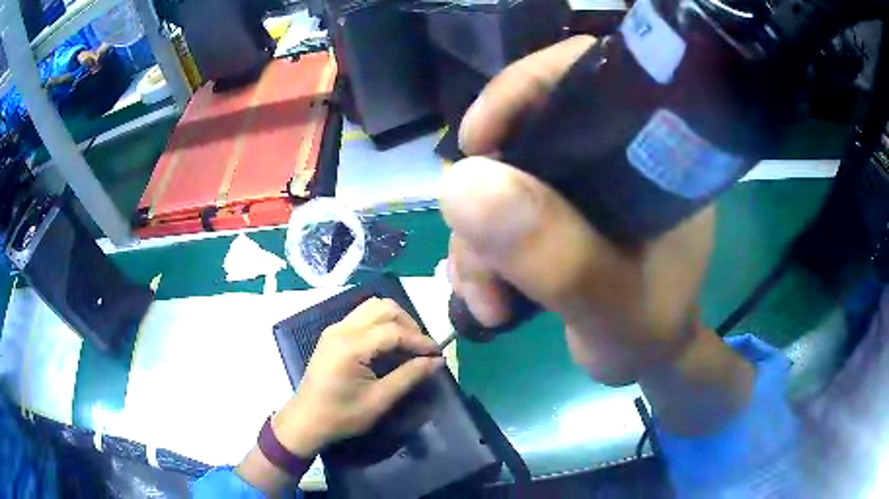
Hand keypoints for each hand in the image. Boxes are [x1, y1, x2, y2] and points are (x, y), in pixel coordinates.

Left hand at [272, 297, 443, 457]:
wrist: (306, 420)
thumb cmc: (341, 415)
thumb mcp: (379, 401)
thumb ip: (409, 376)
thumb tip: (438, 361)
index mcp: (351, 346)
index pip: (393, 330)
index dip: (419, 340)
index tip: (438, 354)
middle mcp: (342, 329)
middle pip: (383, 308)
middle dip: (408, 324)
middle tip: (423, 348)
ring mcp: (335, 329)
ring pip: (372, 306)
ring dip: (395, 319)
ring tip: (409, 343)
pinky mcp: (333, 334)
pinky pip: (362, 316)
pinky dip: (381, 322)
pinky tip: (390, 343)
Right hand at [441, 35, 714, 386]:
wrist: (641, 355)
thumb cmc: (649, 331)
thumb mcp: (613, 307)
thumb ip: (558, 255)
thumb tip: (462, 184)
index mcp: (648, 151)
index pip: (587, 75)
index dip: (525, 88)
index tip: (477, 141)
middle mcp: (608, 152)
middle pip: (522, 129)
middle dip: (485, 194)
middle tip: (481, 263)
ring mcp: (574, 180)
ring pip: (498, 177)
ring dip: (475, 240)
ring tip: (487, 301)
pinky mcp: (549, 207)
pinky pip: (493, 209)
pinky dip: (477, 250)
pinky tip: (483, 293)